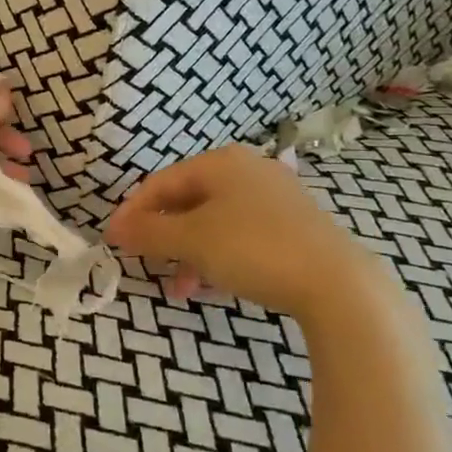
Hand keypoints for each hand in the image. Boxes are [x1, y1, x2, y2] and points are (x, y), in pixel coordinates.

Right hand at [103, 146, 393, 324]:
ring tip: (182, 289)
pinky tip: (216, 286)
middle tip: (148, 266)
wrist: (338, 284)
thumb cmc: (254, 249)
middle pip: (188, 201)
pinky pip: (242, 235)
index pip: (161, 182)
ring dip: (190, 254)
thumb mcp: (191, 241)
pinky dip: (220, 257)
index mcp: (220, 162)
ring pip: (215, 222)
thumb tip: (114, 229)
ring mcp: (276, 197)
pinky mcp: (296, 226)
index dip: (133, 212)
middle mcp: (248, 169)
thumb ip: (149, 232)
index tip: (114, 242)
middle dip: (164, 237)